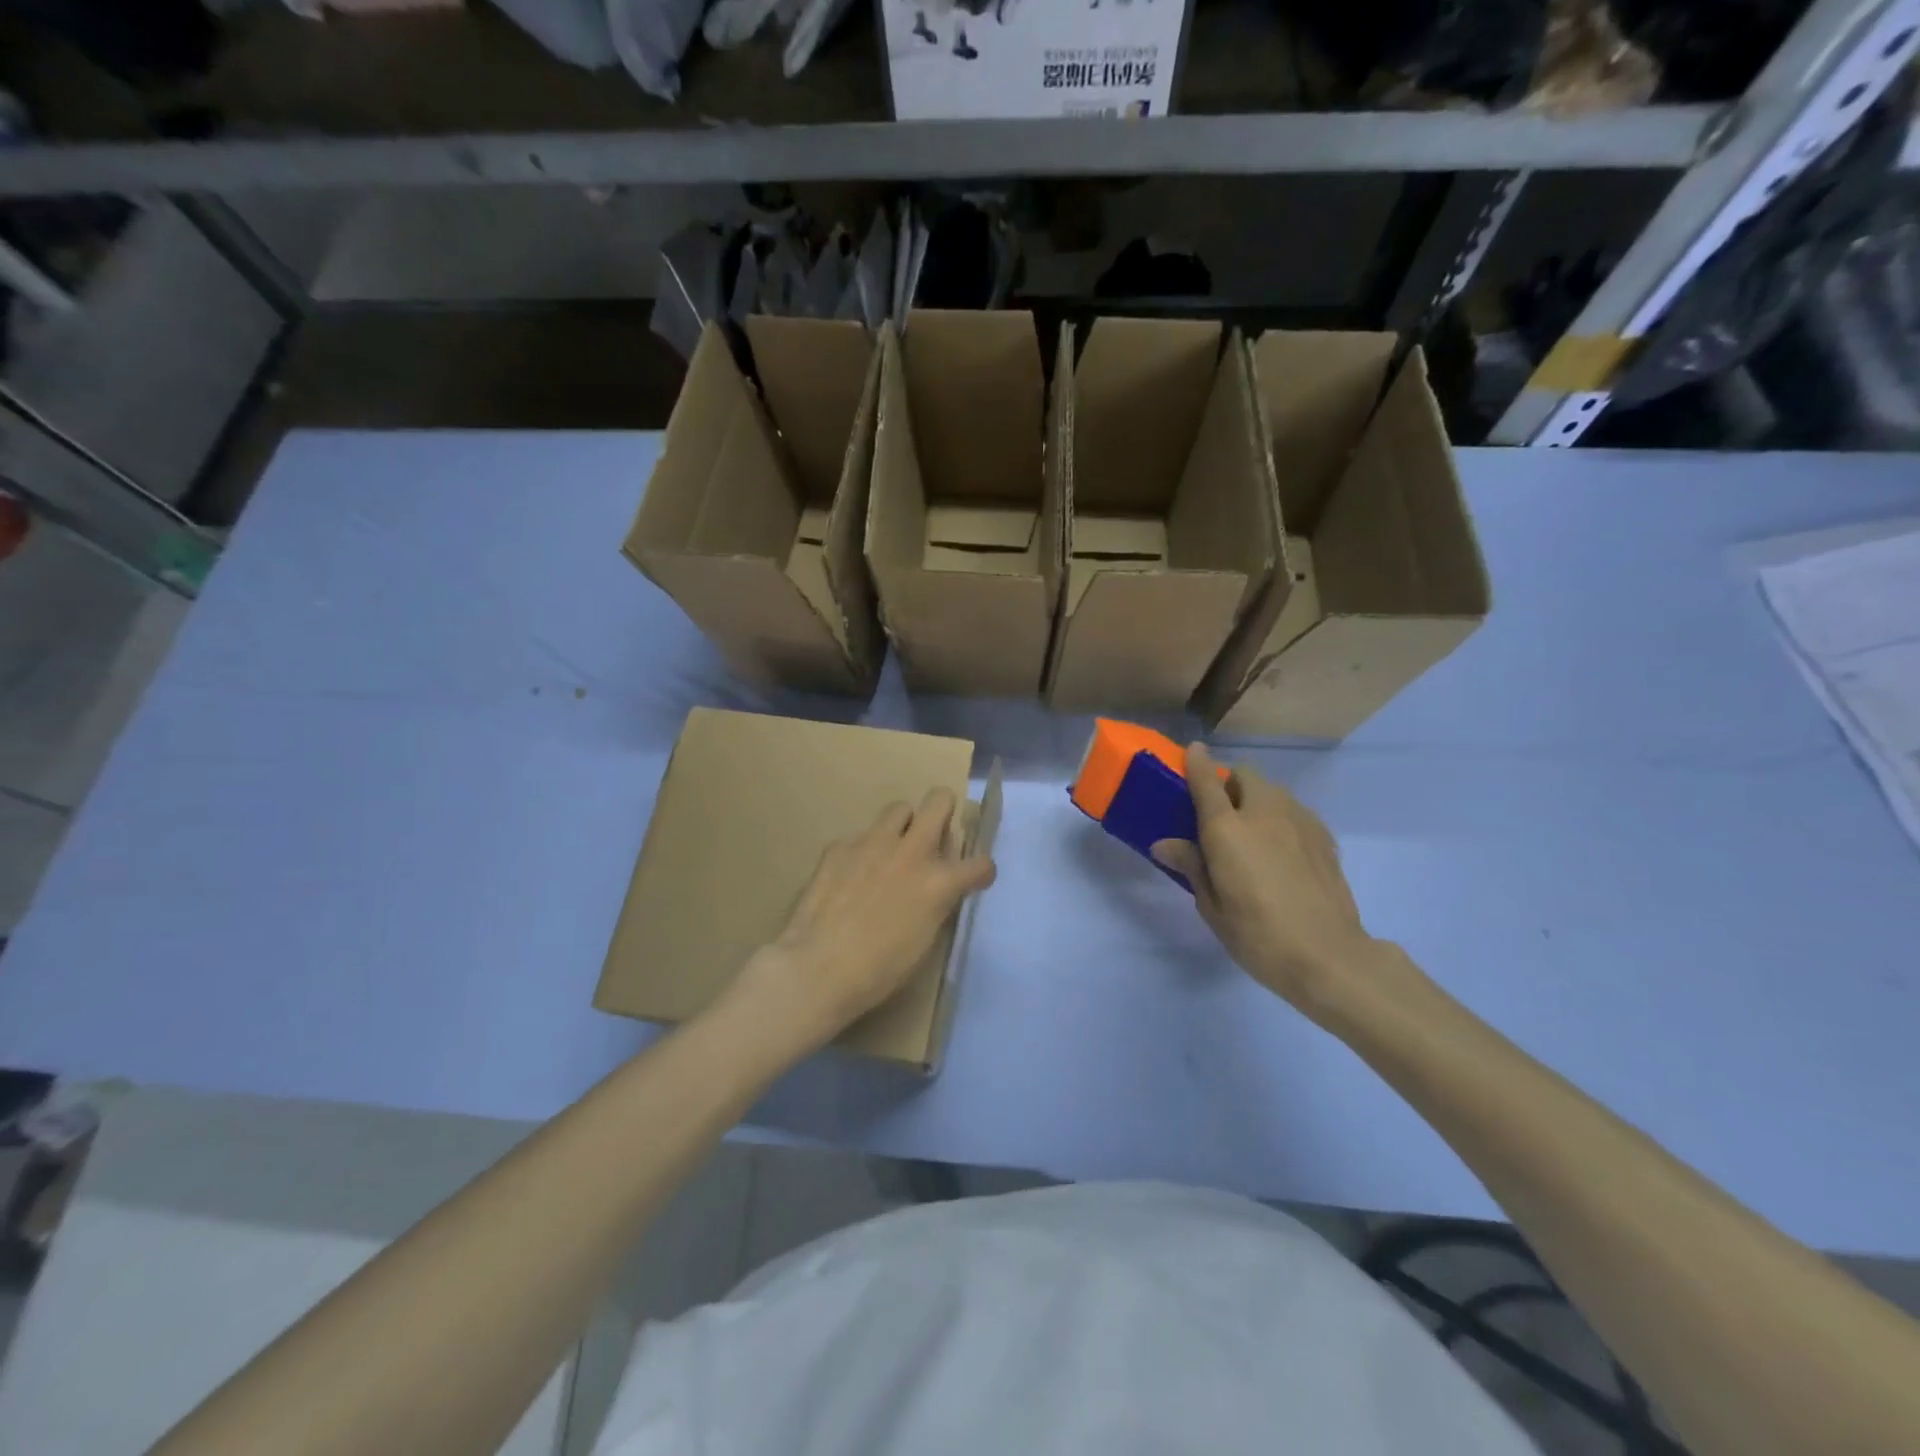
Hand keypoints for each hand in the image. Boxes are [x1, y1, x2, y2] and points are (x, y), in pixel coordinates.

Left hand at [731, 789, 995, 1050]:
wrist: (817, 968)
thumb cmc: (877, 970)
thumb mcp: (923, 941)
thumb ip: (935, 905)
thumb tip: (937, 891)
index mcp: (938, 882)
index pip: (980, 864)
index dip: (981, 870)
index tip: (974, 877)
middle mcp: (911, 852)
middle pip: (939, 800)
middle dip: (944, 810)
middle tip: (936, 832)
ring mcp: (872, 843)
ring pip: (899, 808)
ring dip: (904, 825)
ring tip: (893, 849)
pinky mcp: (839, 847)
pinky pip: (861, 836)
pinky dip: (864, 851)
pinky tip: (851, 875)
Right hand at [1151, 744, 1376, 1018]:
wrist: (1328, 956)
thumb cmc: (1257, 935)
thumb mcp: (1212, 906)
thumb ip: (1191, 866)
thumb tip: (1165, 844)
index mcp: (1227, 828)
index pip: (1206, 780)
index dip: (1196, 762)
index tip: (1192, 752)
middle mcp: (1263, 812)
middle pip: (1245, 775)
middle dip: (1230, 784)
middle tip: (1220, 815)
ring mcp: (1300, 821)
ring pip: (1274, 791)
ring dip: (1257, 799)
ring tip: (1253, 834)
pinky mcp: (1324, 837)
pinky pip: (1295, 812)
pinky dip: (1282, 818)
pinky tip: (1282, 851)